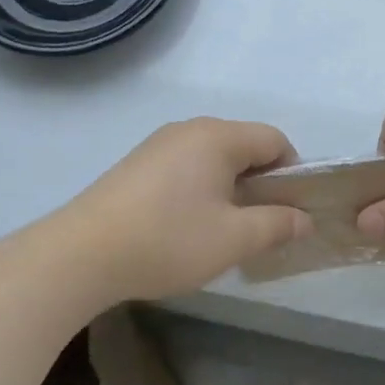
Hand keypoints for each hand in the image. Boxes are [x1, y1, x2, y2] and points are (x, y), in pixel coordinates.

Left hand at [61, 117, 313, 300]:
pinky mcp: (136, 165)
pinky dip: (199, 190)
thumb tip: (303, 218)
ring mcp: (158, 145)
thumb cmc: (168, 240)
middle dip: (260, 183)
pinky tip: (185, 227)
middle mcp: (189, 129)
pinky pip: (185, 168)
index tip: (289, 212)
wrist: (81, 254)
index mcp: (218, 137)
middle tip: (260, 225)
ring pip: (213, 159)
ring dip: (229, 189)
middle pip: (243, 146)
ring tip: (222, 231)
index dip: (292, 173)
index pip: (275, 140)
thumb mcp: (234, 239)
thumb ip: (276, 224)